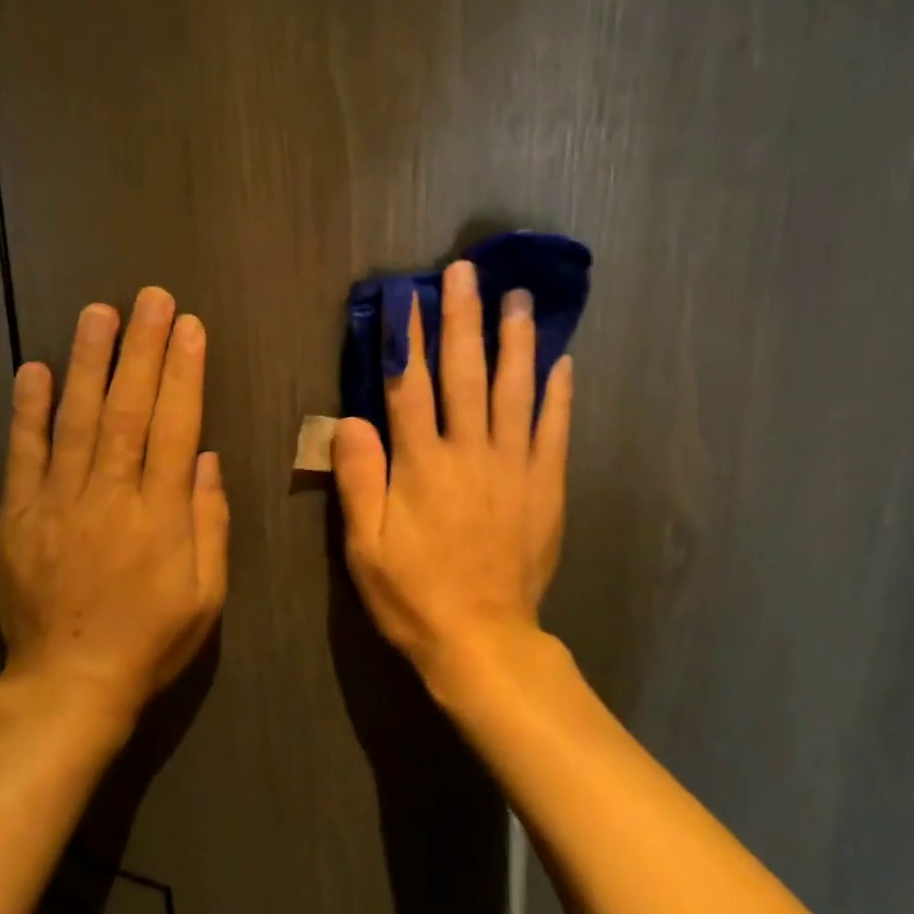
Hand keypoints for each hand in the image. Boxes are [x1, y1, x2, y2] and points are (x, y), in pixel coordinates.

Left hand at [0, 289, 229, 729]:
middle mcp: (110, 496)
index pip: (177, 427)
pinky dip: (28, 411)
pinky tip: (35, 370)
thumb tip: (206, 458)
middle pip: (129, 409)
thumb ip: (209, 521)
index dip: (184, 373)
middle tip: (151, 298)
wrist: (68, 687)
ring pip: (77, 420)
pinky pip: (24, 455)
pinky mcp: (18, 517)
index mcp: (160, 515)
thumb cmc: (151, 640)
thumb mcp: (207, 593)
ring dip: (89, 362)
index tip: (190, 327)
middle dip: (143, 349)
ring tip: (99, 313)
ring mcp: (58, 503)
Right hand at [332, 260, 573, 688]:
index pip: (410, 385)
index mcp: (422, 465)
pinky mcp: (547, 486)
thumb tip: (350, 418)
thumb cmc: (414, 595)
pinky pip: (555, 430)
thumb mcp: (363, 546)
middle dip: (463, 318)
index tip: (409, 294)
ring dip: (515, 341)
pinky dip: (559, 394)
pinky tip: (563, 361)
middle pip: (464, 373)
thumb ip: (358, 478)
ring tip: (518, 298)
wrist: (483, 641)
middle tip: (466, 271)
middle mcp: (470, 453)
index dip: (407, 337)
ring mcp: (515, 467)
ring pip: (515, 390)